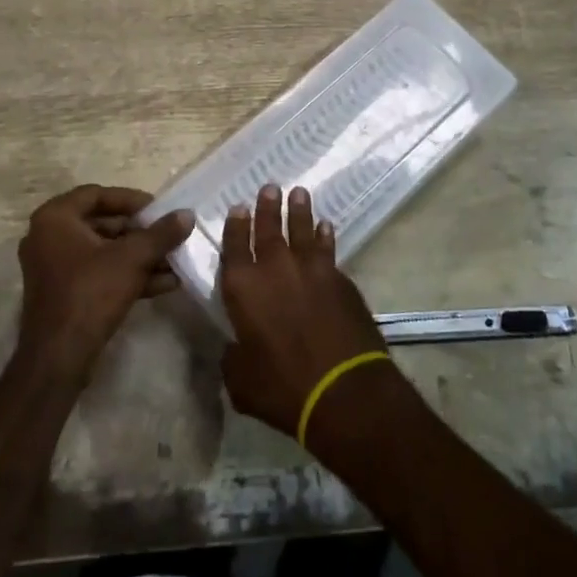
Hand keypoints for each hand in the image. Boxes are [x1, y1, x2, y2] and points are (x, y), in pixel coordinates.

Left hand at [16, 185, 195, 381]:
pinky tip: (165, 283)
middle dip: (139, 232)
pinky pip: (98, 274)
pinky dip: (127, 275)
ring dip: (138, 256)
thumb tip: (187, 214)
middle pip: (102, 224)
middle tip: (167, 234)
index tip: (158, 209)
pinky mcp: (63, 294)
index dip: (130, 200)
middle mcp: (48, 237)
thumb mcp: (132, 259)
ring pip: (103, 252)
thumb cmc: (90, 293)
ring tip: (174, 260)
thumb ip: (160, 234)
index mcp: (55, 218)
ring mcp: (53, 268)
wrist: (58, 359)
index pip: (97, 194)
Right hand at [218, 184, 391, 446]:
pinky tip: (326, 227)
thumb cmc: (283, 388)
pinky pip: (328, 248)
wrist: (343, 389)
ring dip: (299, 210)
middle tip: (270, 187)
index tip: (239, 207)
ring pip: (301, 229)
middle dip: (267, 207)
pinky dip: (325, 236)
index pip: (234, 246)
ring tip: (299, 193)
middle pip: (268, 228)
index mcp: (243, 288)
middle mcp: (274, 268)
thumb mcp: (242, 383)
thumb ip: (233, 359)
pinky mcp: (339, 278)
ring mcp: (310, 269)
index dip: (235, 226)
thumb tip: (234, 349)